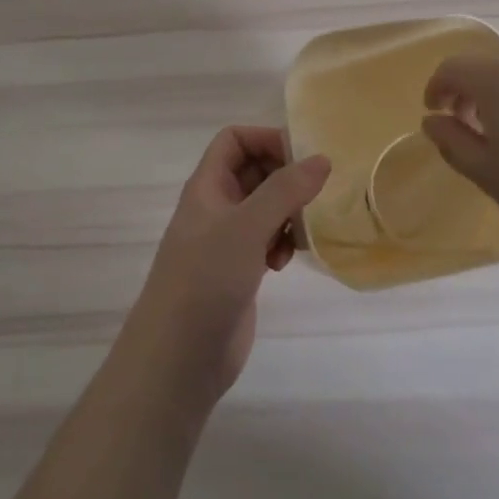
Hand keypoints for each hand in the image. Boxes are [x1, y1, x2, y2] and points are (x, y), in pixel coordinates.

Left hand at [120, 127, 329, 408]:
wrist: (177, 359)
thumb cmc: (205, 280)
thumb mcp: (247, 227)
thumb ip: (285, 190)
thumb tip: (321, 159)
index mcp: (207, 186)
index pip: (235, 140)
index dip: (266, 139)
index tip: (302, 159)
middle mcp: (216, 207)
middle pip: (254, 170)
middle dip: (285, 179)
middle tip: (311, 197)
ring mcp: (226, 240)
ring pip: (265, 207)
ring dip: (289, 213)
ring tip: (299, 235)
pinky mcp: (238, 270)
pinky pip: (267, 239)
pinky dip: (283, 242)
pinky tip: (287, 261)